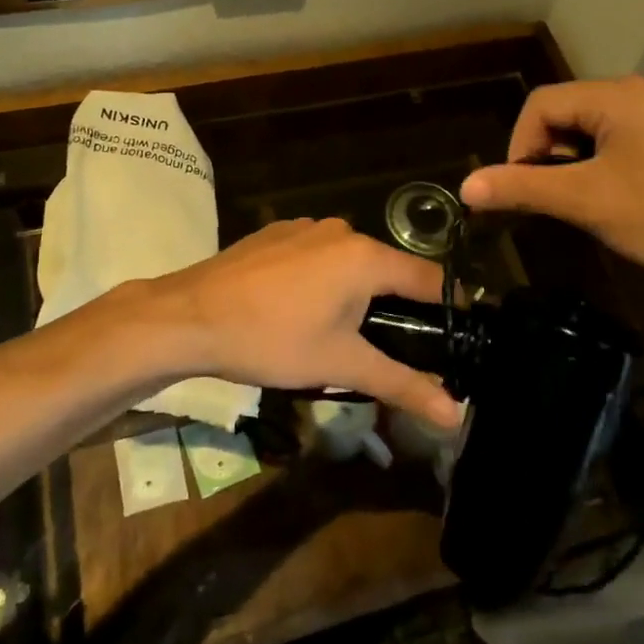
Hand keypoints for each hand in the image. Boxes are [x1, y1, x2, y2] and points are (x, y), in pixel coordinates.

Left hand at [149, 218, 462, 427]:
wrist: (189, 316)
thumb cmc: (272, 340)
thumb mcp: (341, 365)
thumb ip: (402, 384)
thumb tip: (455, 415)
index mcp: (366, 256)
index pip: (429, 278)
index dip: (447, 310)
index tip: (453, 340)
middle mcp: (341, 230)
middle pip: (388, 270)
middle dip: (394, 308)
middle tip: (387, 350)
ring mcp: (305, 227)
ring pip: (350, 263)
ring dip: (355, 295)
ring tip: (337, 336)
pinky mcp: (276, 233)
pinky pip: (317, 256)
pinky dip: (322, 281)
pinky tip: (297, 311)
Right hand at [459, 76, 643, 311]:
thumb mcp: (590, 203)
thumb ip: (524, 188)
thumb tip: (465, 186)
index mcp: (620, 94)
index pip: (541, 104)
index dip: (519, 147)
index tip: (522, 193)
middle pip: (567, 112)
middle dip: (548, 156)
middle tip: (555, 202)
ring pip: (594, 129)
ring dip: (575, 164)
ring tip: (585, 206)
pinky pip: (624, 140)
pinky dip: (604, 166)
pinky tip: (619, 201)